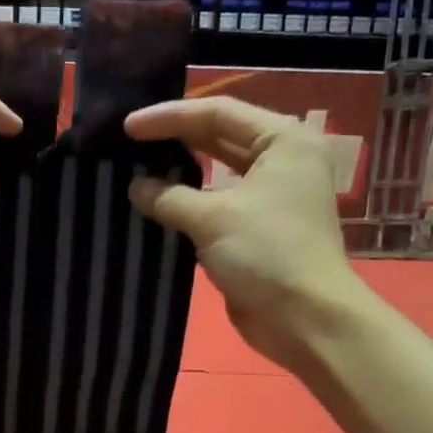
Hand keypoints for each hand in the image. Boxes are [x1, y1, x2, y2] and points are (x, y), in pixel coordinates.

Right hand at [125, 97, 359, 371]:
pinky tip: (154, 206)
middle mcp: (280, 161)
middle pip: (218, 138)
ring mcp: (269, 198)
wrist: (305, 319)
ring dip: (179, 175)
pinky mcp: (257, 231)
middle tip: (127, 143)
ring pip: (216, 175)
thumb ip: (169, 197)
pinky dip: (188, 206)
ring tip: (134, 170)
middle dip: (174, 140)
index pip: (218, 113)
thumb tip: (135, 187)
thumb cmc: (267, 254)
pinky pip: (216, 207)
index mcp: (282, 141)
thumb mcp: (213, 219)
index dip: (170, 117)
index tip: (127, 126)